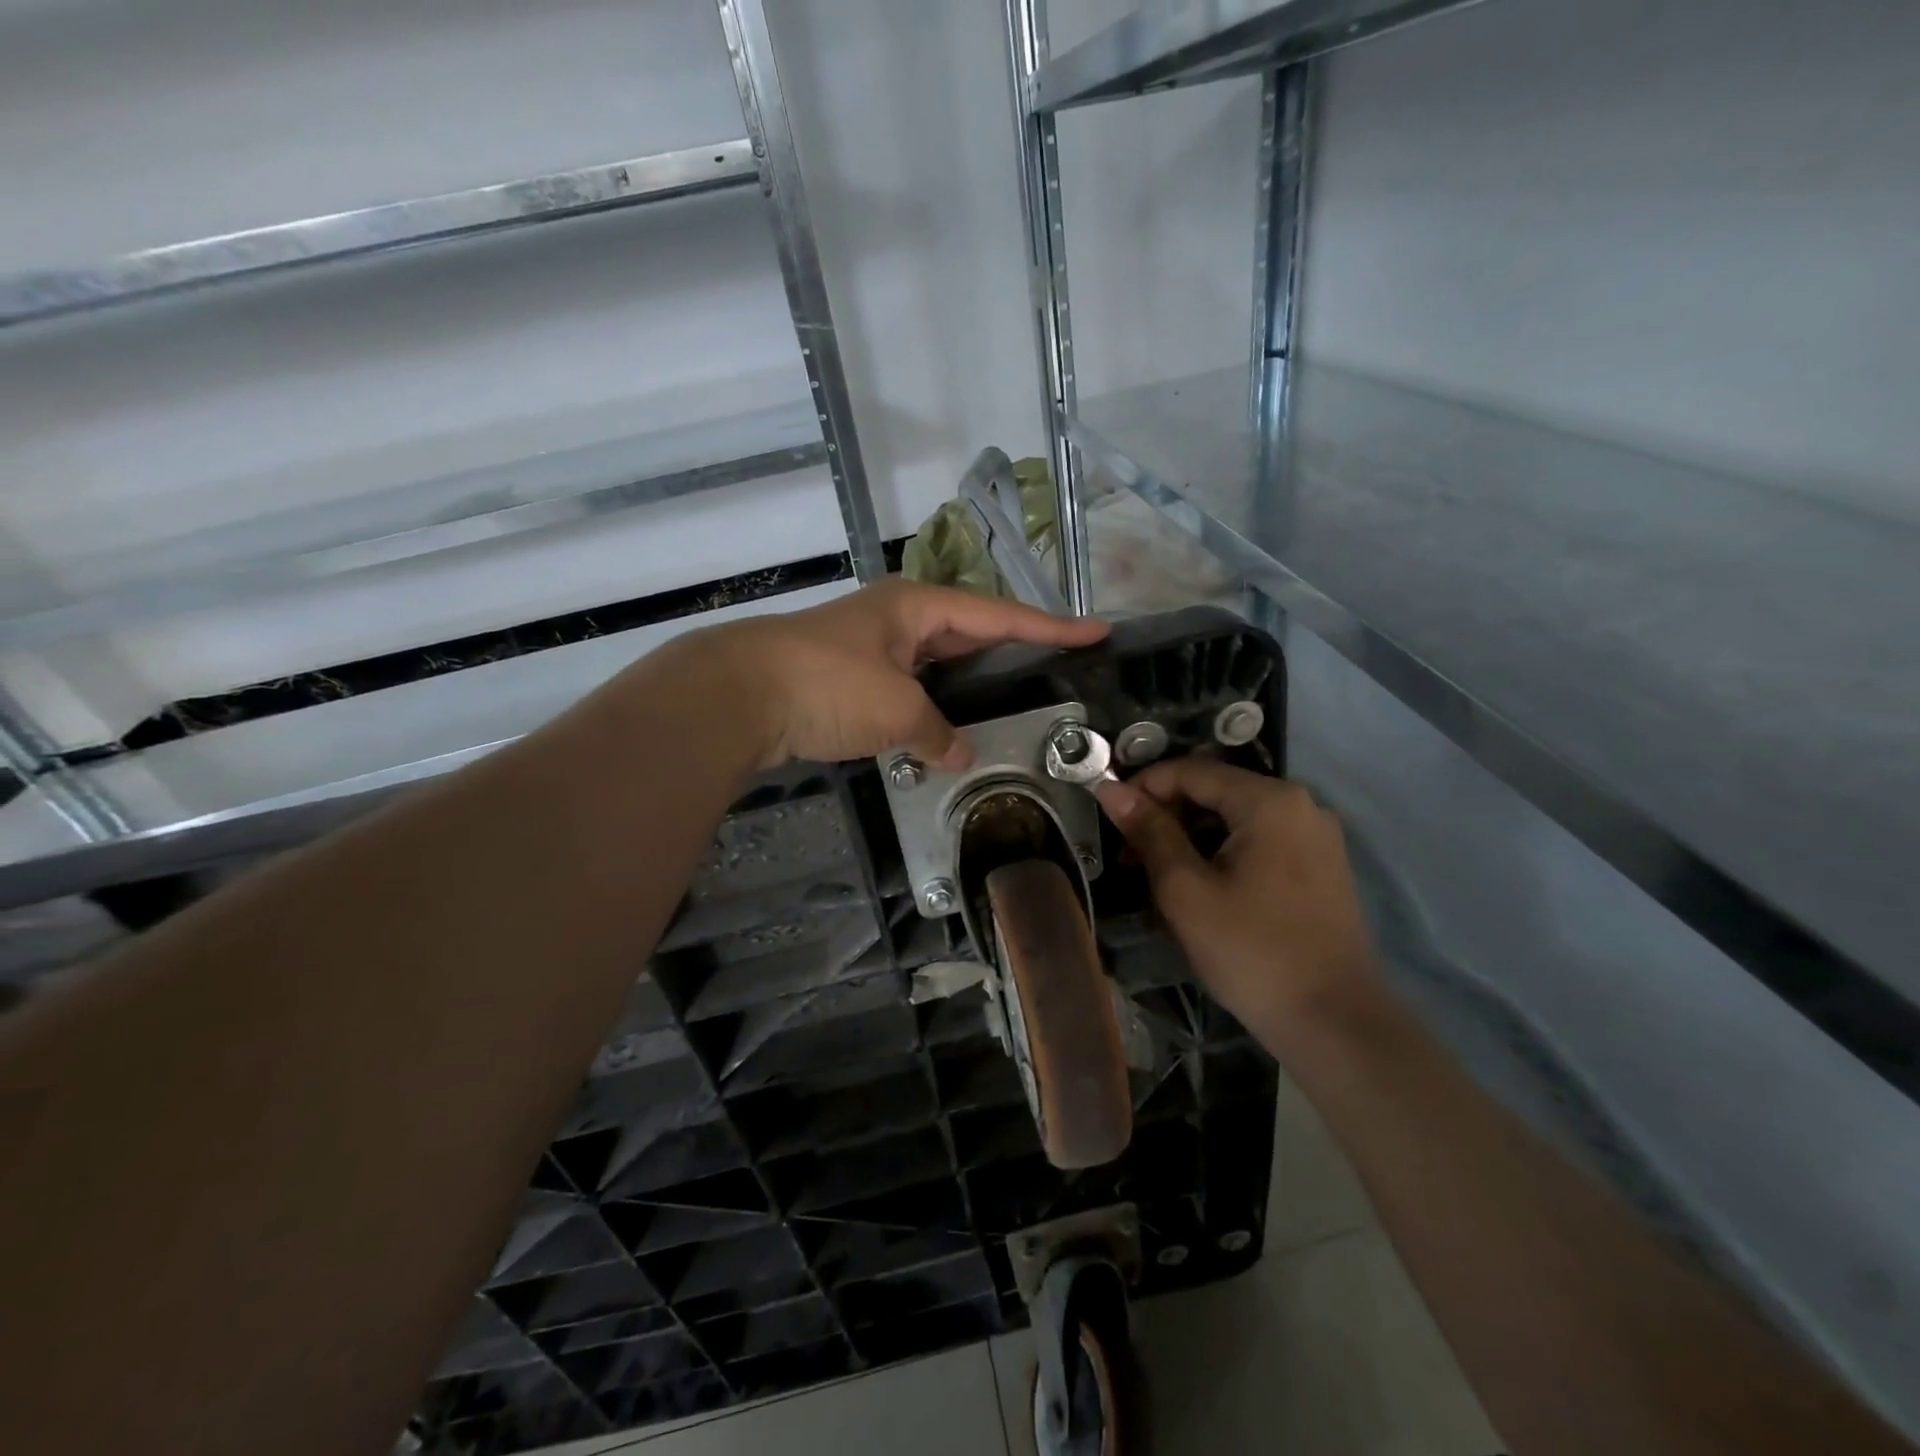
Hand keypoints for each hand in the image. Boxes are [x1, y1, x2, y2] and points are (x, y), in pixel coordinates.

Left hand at [707, 579, 1107, 769]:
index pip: (1000, 616)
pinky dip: (936, 705)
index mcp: (919, 607)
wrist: (737, 695)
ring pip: (941, 662)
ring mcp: (875, 647)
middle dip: (1017, 649)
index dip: (1052, 627)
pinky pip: (913, 686)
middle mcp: (901, 618)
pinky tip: (954, 726)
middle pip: (973, 632)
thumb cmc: (826, 685)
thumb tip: (958, 754)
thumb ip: (937, 733)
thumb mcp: (896, 710)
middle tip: (1062, 666)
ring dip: (974, 681)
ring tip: (1019, 697)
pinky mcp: (853, 678)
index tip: (1098, 631)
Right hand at [1096, 758, 1383, 1043]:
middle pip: (1216, 791)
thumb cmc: (1251, 951)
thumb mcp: (1186, 890)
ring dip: (1192, 837)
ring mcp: (1316, 836)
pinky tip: (1200, 887)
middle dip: (1167, 816)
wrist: (1334, 1023)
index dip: (1143, 787)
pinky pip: (1260, 841)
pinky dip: (1223, 853)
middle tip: (1130, 856)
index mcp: (1269, 800)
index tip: (1110, 819)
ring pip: (1236, 819)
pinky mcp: (1322, 866)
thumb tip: (1111, 789)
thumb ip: (1149, 832)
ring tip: (1157, 876)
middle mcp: (1300, 804)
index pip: (1191, 771)